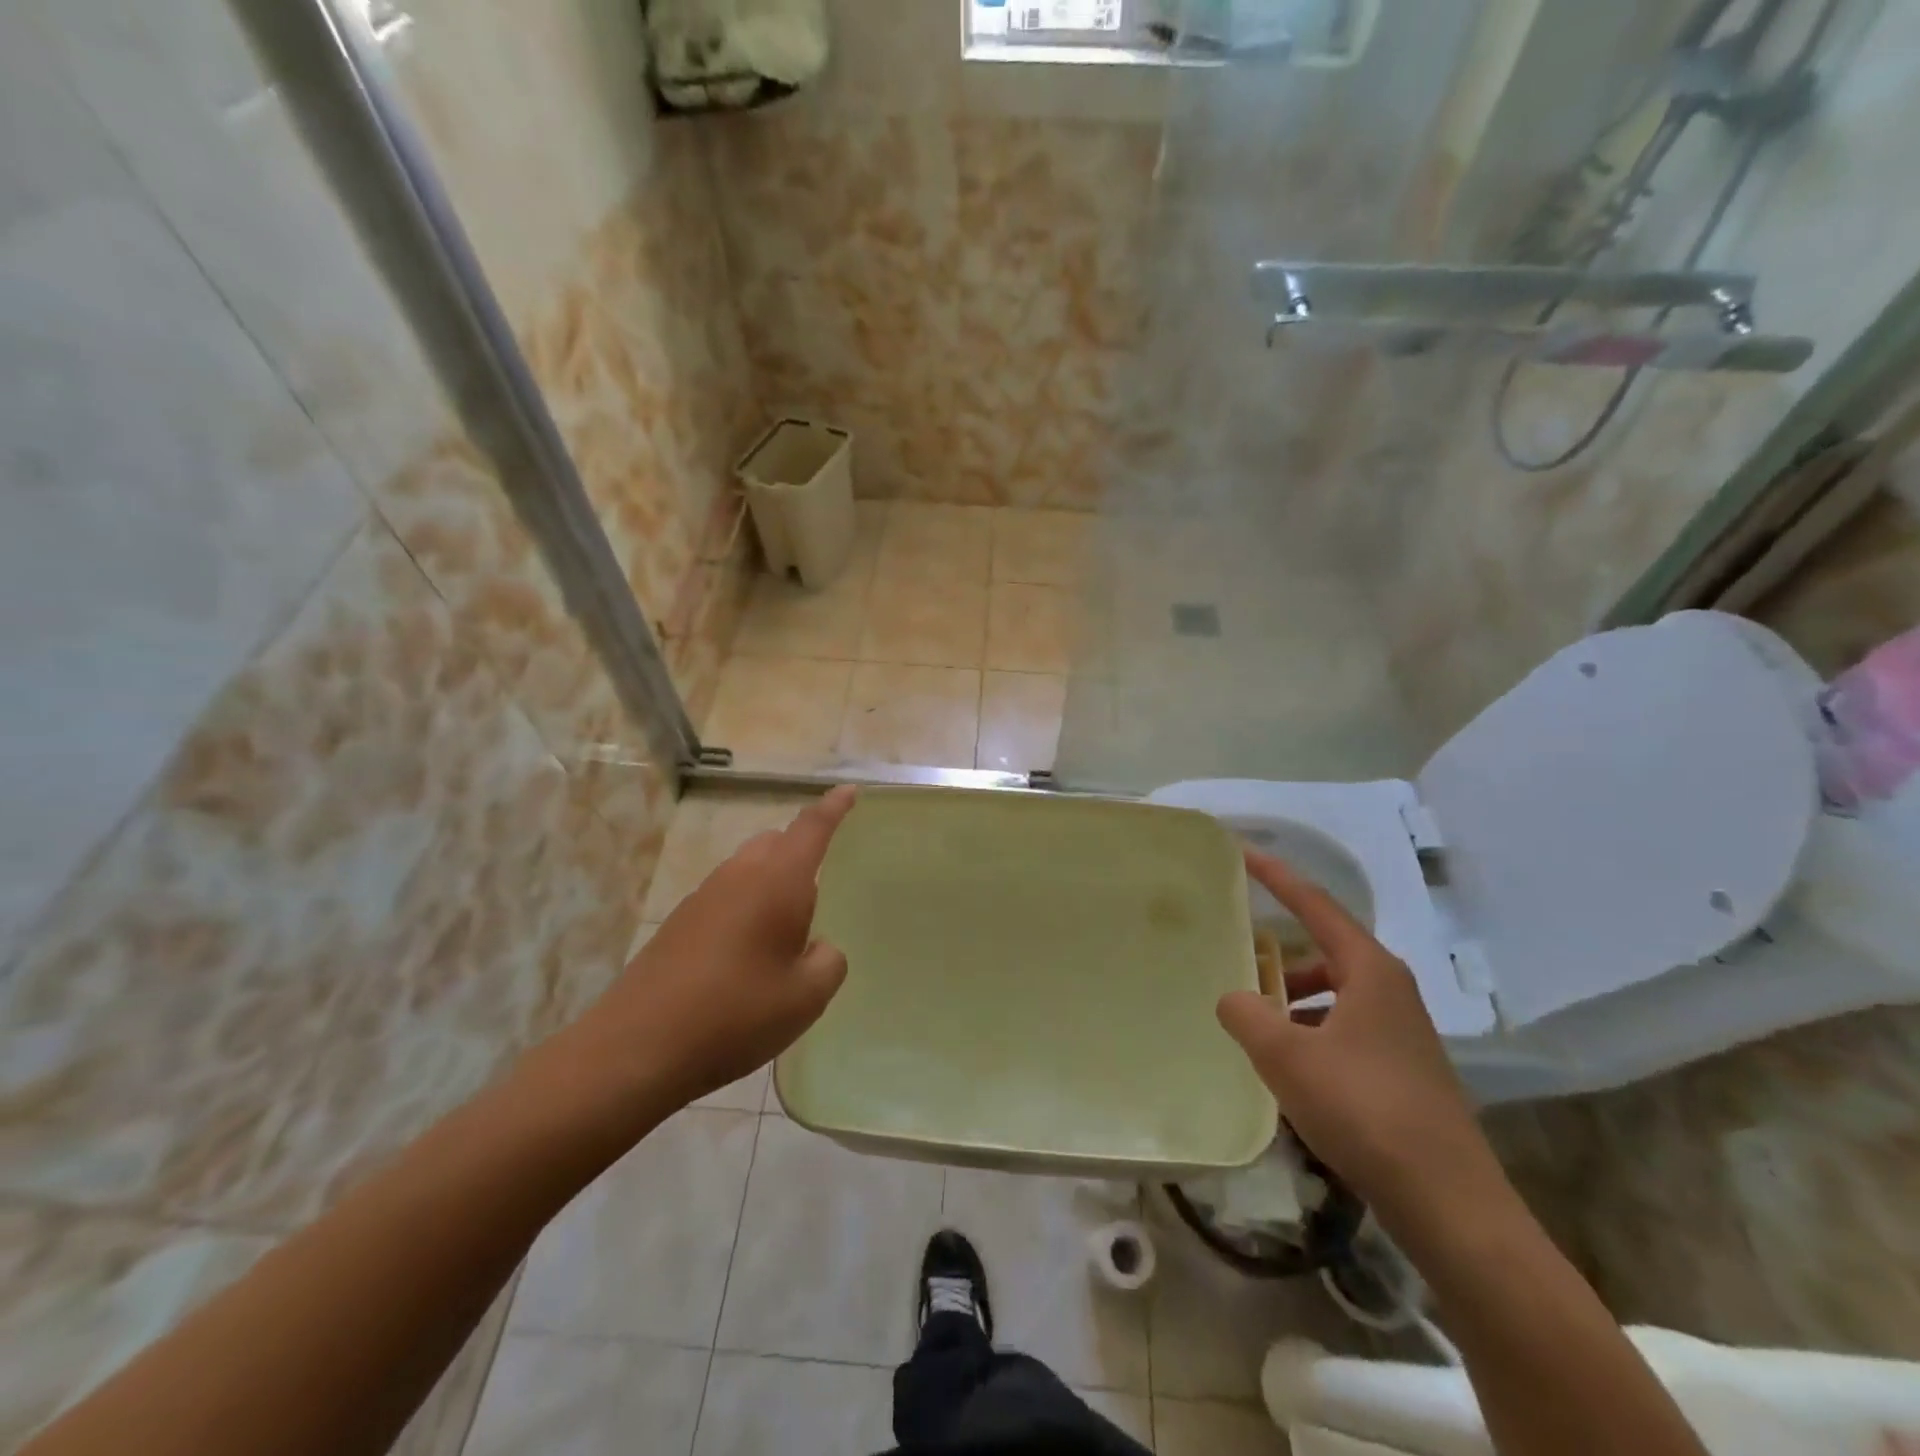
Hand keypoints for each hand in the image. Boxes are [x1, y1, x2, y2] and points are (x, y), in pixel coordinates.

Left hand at [559, 787, 857, 1114]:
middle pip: (775, 842)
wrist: (637, 1047)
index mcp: (777, 882)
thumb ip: (828, 962)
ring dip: (771, 883)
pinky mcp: (679, 923)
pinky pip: (726, 896)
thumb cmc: (736, 1014)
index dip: (833, 808)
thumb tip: (819, 947)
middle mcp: (739, 876)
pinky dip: (746, 907)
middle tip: (821, 887)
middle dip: (800, 850)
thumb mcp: (805, 998)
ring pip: (748, 869)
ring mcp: (703, 897)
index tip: (849, 790)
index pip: (811, 828)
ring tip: (785, 931)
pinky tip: (747, 956)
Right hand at [1217, 848, 1502, 1225]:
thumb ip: (1246, 1014)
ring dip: (1294, 995)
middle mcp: (1391, 990)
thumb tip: (1232, 998)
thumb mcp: (1286, 1057)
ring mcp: (1402, 1031)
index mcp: (1370, 971)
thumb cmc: (1364, 1110)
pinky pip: (1345, 1027)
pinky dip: (1310, 1029)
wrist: (1448, 1203)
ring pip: (1335, 992)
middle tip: (1236, 952)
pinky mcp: (1403, 1069)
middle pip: (1326, 949)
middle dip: (1280, 949)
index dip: (1277, 876)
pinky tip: (1288, 1064)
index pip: (1316, 905)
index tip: (1244, 852)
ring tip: (1255, 1017)